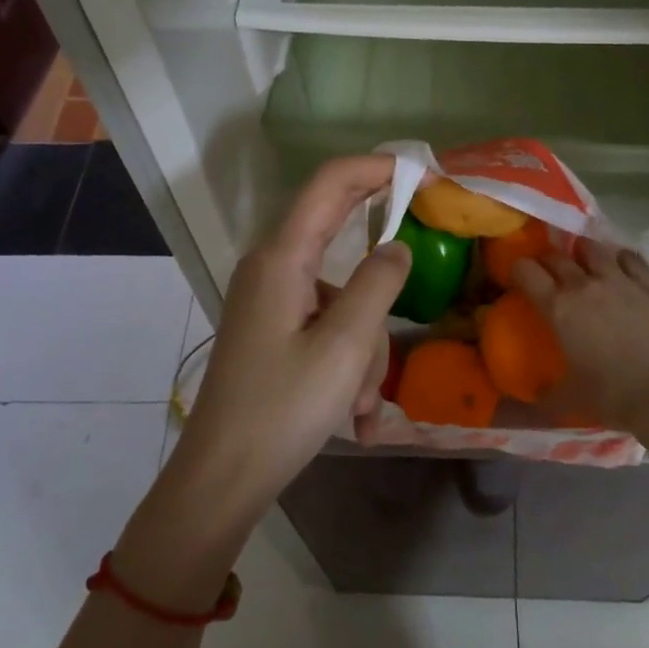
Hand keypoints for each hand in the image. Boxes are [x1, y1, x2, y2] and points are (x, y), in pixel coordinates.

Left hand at [174, 155, 410, 515]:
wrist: (221, 479)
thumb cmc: (282, 410)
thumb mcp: (344, 347)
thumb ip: (378, 285)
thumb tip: (398, 246)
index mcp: (282, 258)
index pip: (332, 182)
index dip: (379, 168)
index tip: (427, 178)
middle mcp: (272, 267)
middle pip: (341, 241)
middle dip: (381, 284)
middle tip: (416, 287)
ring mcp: (271, 299)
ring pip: (342, 297)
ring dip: (365, 346)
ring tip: (364, 407)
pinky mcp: (273, 328)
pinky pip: (326, 326)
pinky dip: (348, 361)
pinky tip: (355, 418)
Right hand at [512, 239, 648, 437]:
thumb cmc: (610, 395)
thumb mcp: (568, 398)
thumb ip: (545, 394)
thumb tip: (529, 397)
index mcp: (558, 307)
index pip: (526, 271)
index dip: (517, 270)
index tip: (517, 278)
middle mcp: (584, 285)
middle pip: (556, 257)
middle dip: (546, 261)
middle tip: (547, 273)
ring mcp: (619, 280)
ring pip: (593, 248)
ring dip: (583, 252)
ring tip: (583, 261)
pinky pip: (630, 258)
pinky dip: (620, 259)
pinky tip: (620, 265)